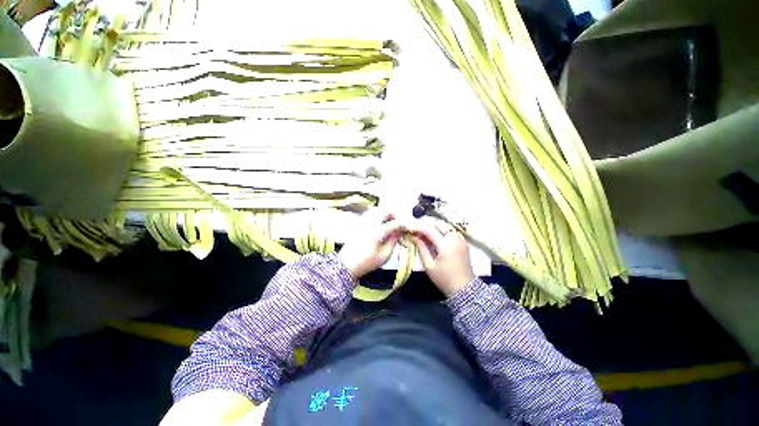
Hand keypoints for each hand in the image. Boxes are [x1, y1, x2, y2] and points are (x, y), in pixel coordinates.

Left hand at [338, 210, 405, 279]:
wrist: (347, 265)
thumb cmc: (367, 262)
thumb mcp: (384, 255)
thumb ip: (393, 241)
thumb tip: (399, 232)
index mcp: (378, 232)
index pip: (395, 223)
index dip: (403, 225)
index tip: (406, 228)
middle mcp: (370, 223)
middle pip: (385, 211)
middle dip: (394, 215)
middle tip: (397, 223)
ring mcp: (363, 222)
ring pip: (376, 209)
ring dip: (385, 213)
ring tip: (388, 222)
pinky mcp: (358, 223)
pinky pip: (369, 213)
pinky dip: (377, 214)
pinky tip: (379, 223)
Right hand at [410, 217, 474, 296]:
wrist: (465, 289)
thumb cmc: (444, 279)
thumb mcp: (429, 265)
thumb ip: (421, 248)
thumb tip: (414, 236)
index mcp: (445, 245)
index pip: (429, 229)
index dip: (419, 227)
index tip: (410, 228)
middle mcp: (454, 239)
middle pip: (440, 223)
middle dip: (428, 224)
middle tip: (418, 229)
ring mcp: (461, 240)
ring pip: (447, 225)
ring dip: (436, 226)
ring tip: (426, 232)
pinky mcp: (464, 243)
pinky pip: (453, 230)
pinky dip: (444, 230)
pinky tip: (438, 236)